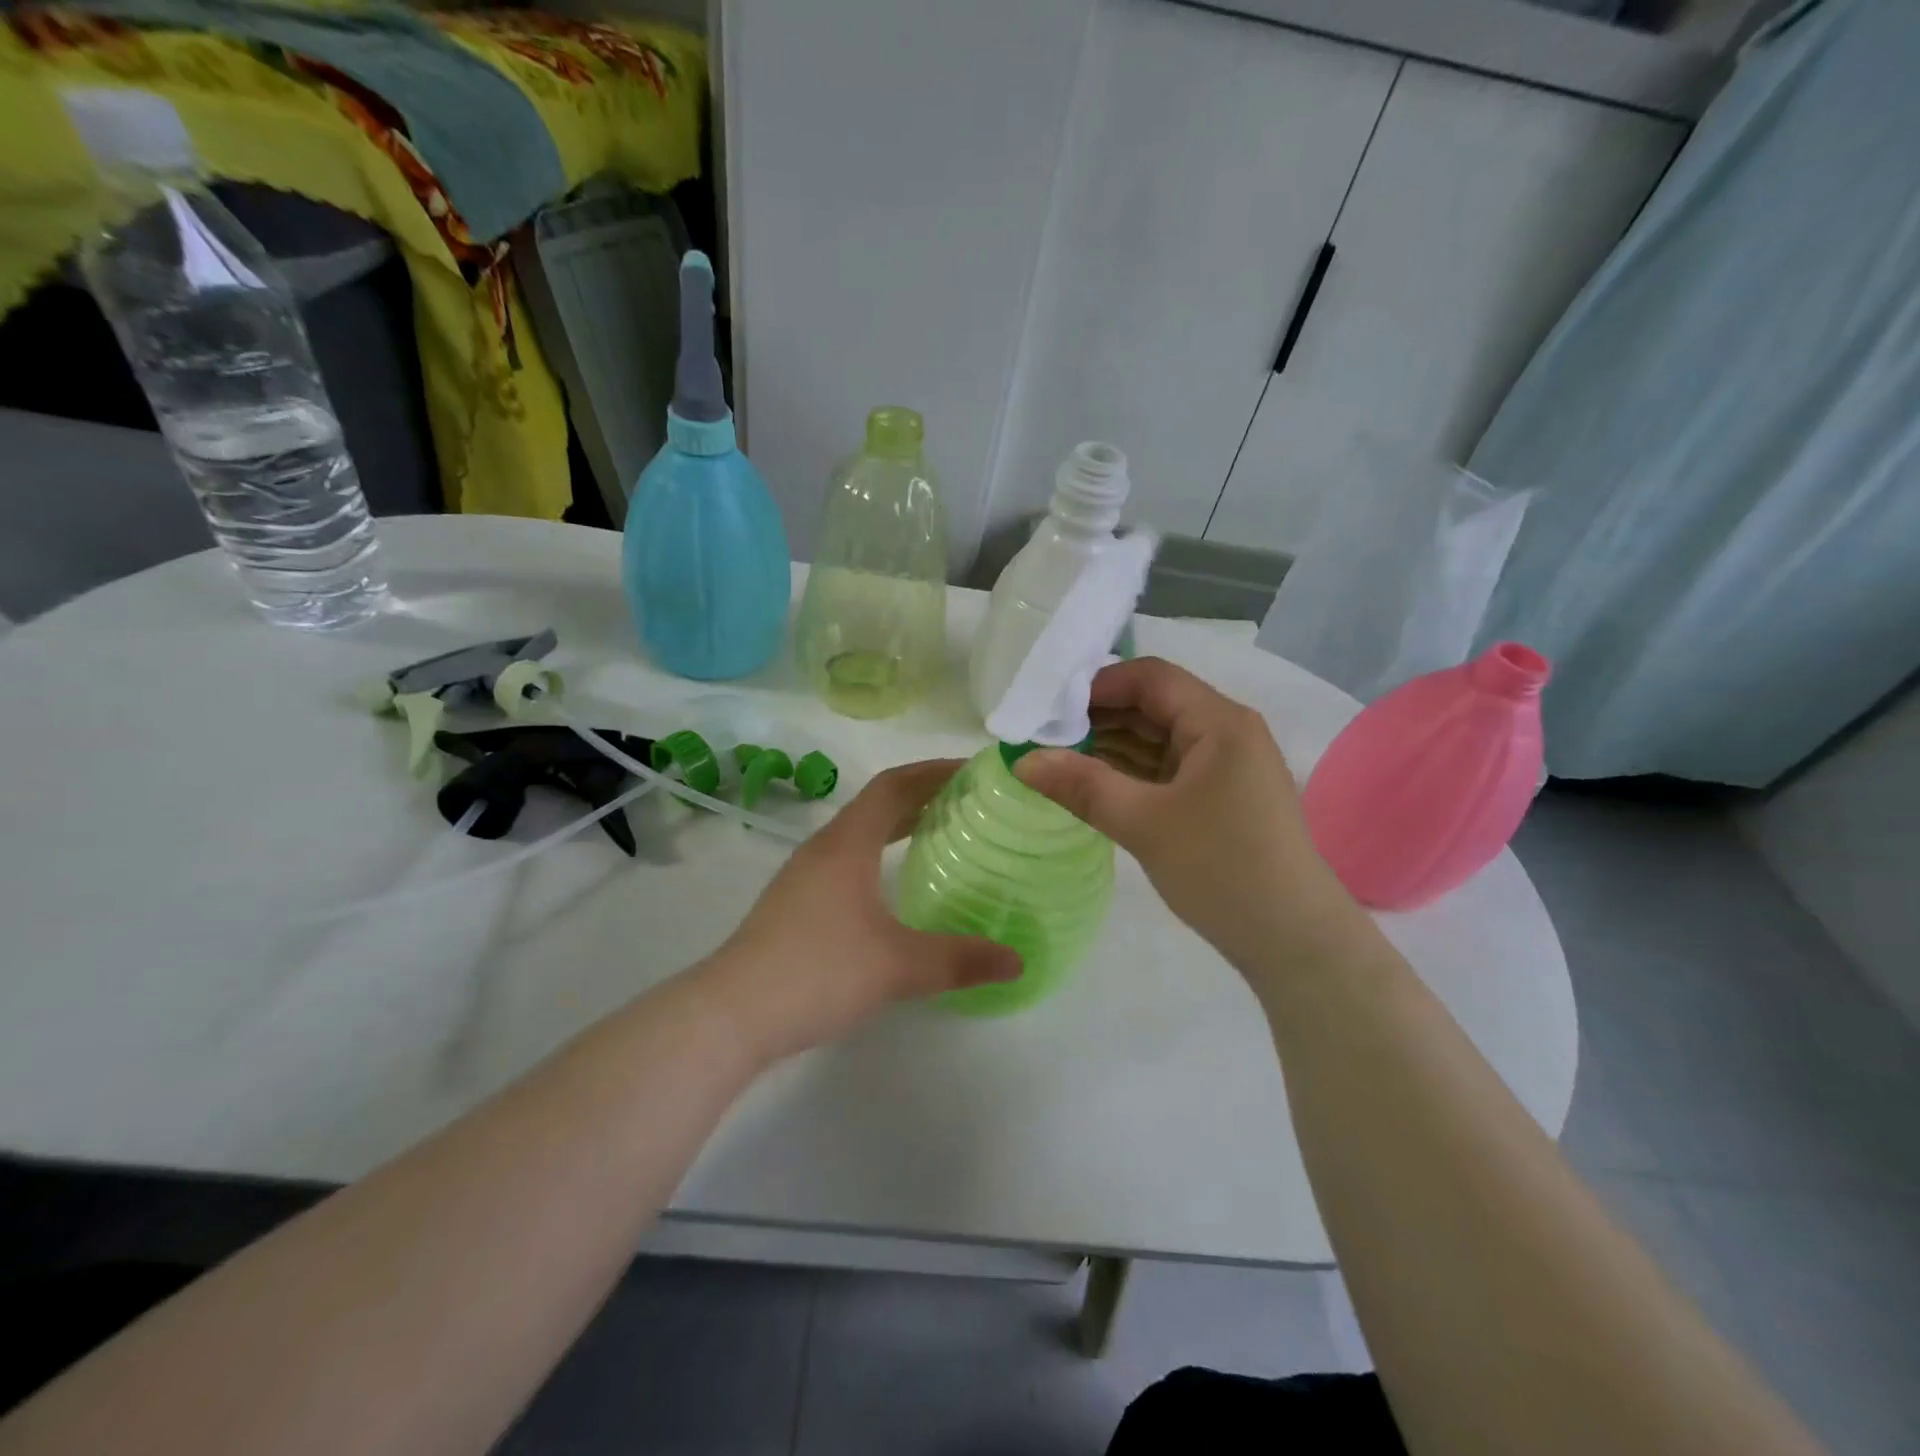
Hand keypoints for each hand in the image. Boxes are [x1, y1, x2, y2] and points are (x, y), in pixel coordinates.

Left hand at [699, 760, 1020, 1061]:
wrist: (732, 1014)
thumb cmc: (819, 972)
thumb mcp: (898, 966)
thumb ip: (960, 960)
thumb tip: (1017, 961)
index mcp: (848, 844)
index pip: (894, 785)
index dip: (934, 771)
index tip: (974, 771)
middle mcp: (824, 849)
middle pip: (877, 804)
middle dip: (923, 795)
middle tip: (970, 801)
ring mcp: (804, 876)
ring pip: (860, 832)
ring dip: (899, 824)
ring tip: (940, 834)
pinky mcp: (795, 904)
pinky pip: (847, 859)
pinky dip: (880, 853)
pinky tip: (894, 884)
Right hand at [1015, 657, 1366, 975]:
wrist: (1293, 940)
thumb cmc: (1222, 869)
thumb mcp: (1144, 824)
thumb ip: (1082, 786)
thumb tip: (1023, 761)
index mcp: (1219, 722)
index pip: (1150, 678)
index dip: (1097, 685)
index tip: (1049, 708)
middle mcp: (1226, 732)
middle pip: (1154, 705)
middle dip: (1099, 717)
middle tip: (1044, 736)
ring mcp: (1225, 766)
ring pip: (1159, 738)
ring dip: (1112, 745)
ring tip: (1058, 759)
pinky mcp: (1220, 797)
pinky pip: (1167, 768)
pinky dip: (1131, 772)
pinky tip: (1092, 783)